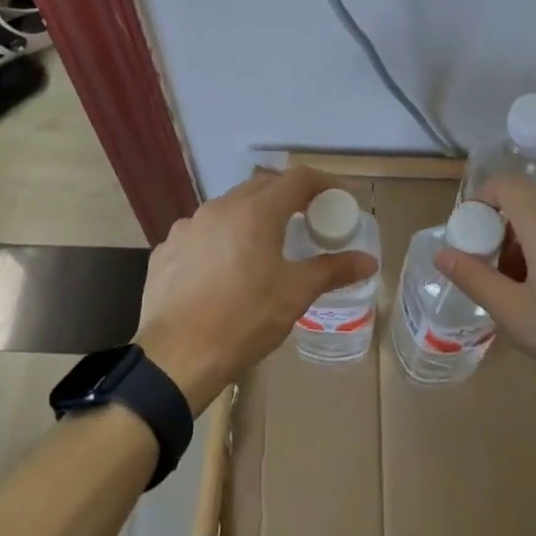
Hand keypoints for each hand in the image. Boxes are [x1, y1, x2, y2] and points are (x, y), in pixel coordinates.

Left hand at [136, 168, 377, 415]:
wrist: (176, 357)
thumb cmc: (244, 320)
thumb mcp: (295, 294)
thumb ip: (332, 270)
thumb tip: (369, 261)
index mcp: (255, 211)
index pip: (297, 178)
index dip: (323, 183)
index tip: (339, 198)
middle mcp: (220, 207)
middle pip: (262, 186)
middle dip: (288, 196)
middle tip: (306, 218)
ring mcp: (188, 226)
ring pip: (228, 208)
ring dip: (251, 216)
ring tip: (264, 245)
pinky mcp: (166, 249)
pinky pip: (201, 232)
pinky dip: (220, 239)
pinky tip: (223, 269)